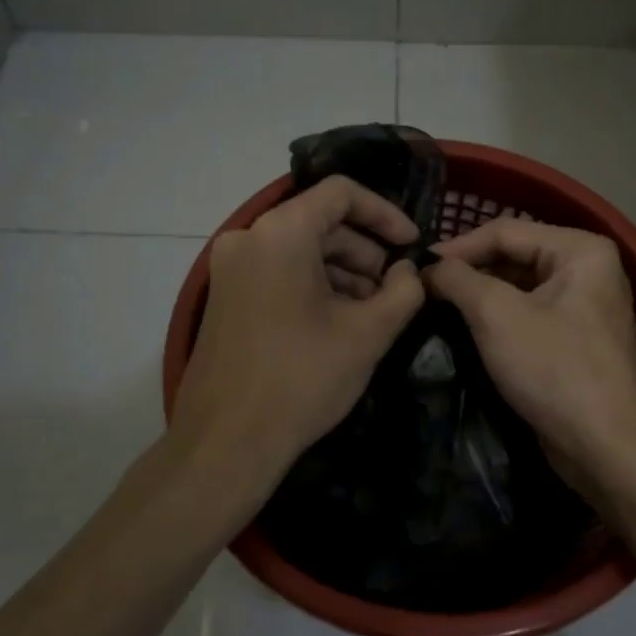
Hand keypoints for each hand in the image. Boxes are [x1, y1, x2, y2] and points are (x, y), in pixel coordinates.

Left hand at [167, 176, 424, 517]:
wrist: (226, 442)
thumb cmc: (302, 379)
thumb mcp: (367, 334)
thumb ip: (403, 292)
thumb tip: (410, 272)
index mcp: (280, 233)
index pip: (341, 193)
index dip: (385, 213)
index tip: (412, 246)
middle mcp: (247, 238)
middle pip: (319, 223)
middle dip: (364, 253)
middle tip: (395, 291)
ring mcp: (228, 267)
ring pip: (298, 250)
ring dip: (340, 273)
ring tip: (372, 313)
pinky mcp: (223, 296)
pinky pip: (276, 272)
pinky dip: (311, 286)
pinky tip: (337, 323)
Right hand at [424, 219, 635, 492]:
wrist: (603, 446)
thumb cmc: (552, 368)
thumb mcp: (495, 314)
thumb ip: (456, 278)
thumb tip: (427, 266)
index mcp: (581, 250)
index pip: (504, 231)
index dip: (457, 247)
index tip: (416, 267)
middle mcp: (589, 268)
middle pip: (513, 255)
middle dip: (468, 272)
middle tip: (424, 288)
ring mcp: (585, 305)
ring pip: (518, 286)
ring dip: (479, 295)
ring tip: (437, 307)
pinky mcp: (576, 338)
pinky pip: (528, 313)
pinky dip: (497, 318)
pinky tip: (465, 329)